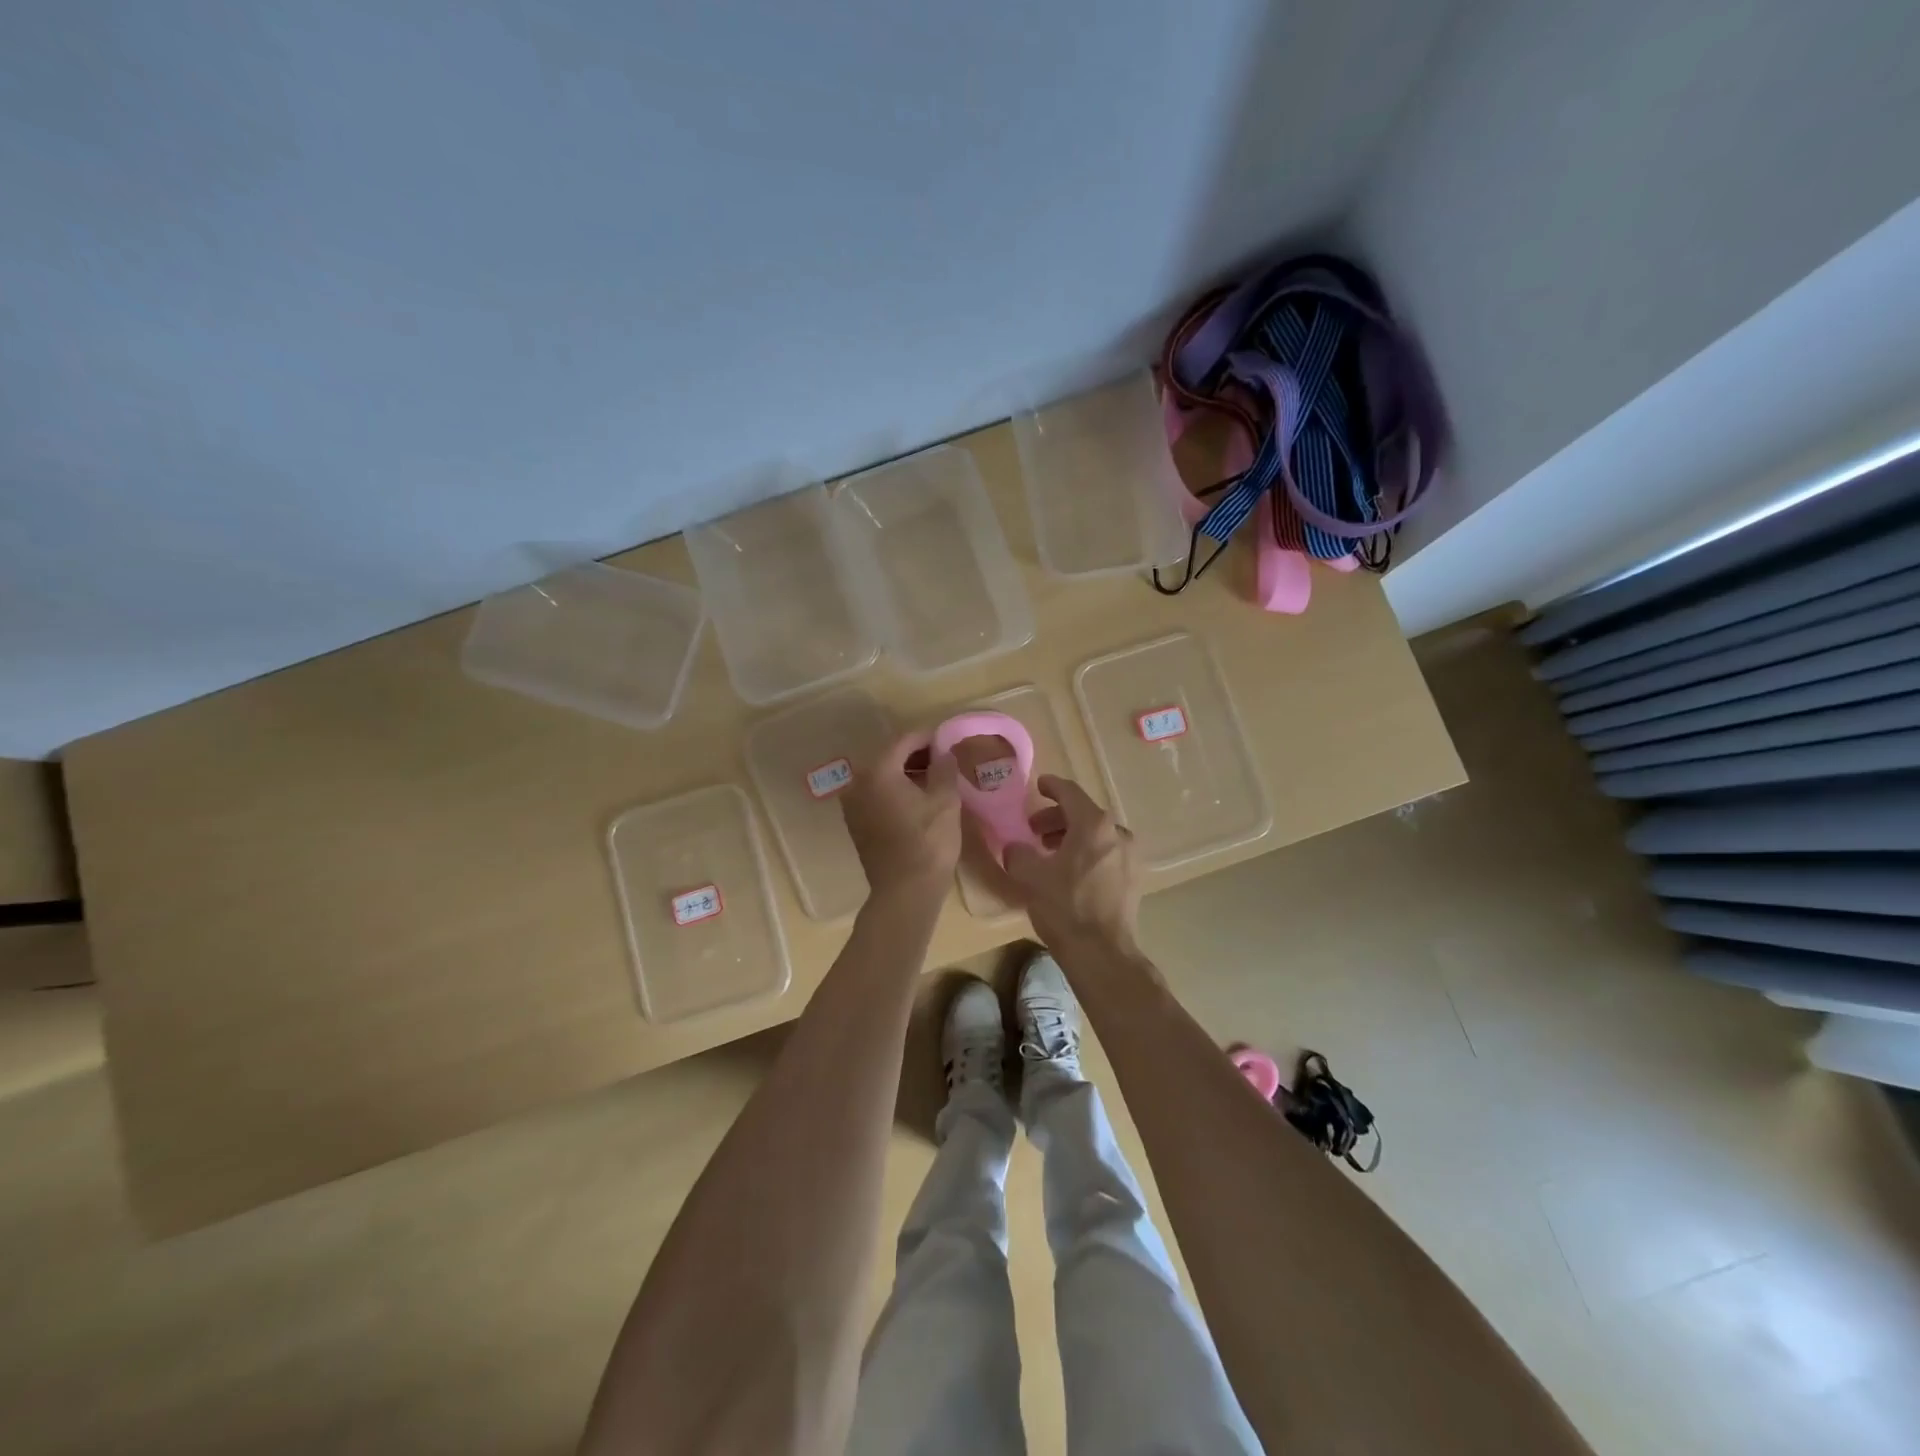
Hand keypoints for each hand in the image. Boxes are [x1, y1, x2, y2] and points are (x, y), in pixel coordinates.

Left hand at [841, 733, 960, 898]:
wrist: (906, 891)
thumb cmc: (929, 842)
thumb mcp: (946, 800)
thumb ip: (944, 768)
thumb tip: (944, 752)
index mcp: (878, 771)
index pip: (904, 740)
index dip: (928, 737)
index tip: (947, 740)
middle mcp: (858, 783)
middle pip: (889, 757)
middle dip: (916, 755)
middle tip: (943, 758)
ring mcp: (853, 805)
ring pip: (882, 777)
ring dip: (905, 773)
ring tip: (934, 779)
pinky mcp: (856, 824)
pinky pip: (876, 796)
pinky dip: (895, 791)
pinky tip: (917, 799)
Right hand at [996, 774, 1140, 950]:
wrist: (1101, 952)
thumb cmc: (1064, 907)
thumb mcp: (1029, 876)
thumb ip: (1018, 852)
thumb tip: (1016, 847)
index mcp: (1093, 824)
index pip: (1070, 792)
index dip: (1051, 786)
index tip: (1038, 786)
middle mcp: (1117, 833)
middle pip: (1084, 813)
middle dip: (1057, 818)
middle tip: (1034, 830)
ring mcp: (1131, 856)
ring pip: (1097, 835)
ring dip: (1072, 836)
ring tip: (1050, 852)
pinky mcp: (1134, 879)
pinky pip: (1108, 853)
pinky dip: (1088, 853)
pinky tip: (1071, 872)